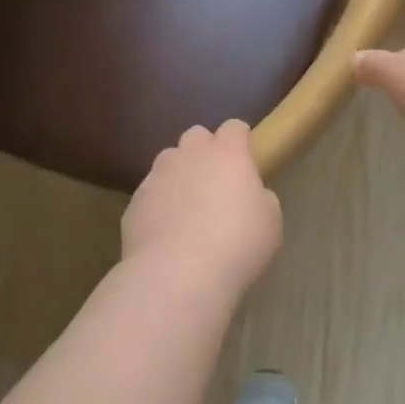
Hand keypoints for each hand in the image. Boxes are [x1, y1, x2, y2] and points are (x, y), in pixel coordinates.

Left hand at [122, 120, 282, 300]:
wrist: (177, 275)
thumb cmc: (236, 244)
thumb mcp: (270, 221)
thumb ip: (260, 197)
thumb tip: (249, 195)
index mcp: (227, 153)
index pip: (234, 128)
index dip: (240, 140)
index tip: (246, 158)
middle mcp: (189, 155)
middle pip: (196, 136)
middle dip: (205, 151)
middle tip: (215, 182)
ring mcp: (157, 176)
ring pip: (168, 161)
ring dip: (178, 174)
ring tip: (187, 208)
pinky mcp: (134, 203)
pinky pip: (149, 194)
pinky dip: (158, 204)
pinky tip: (166, 233)